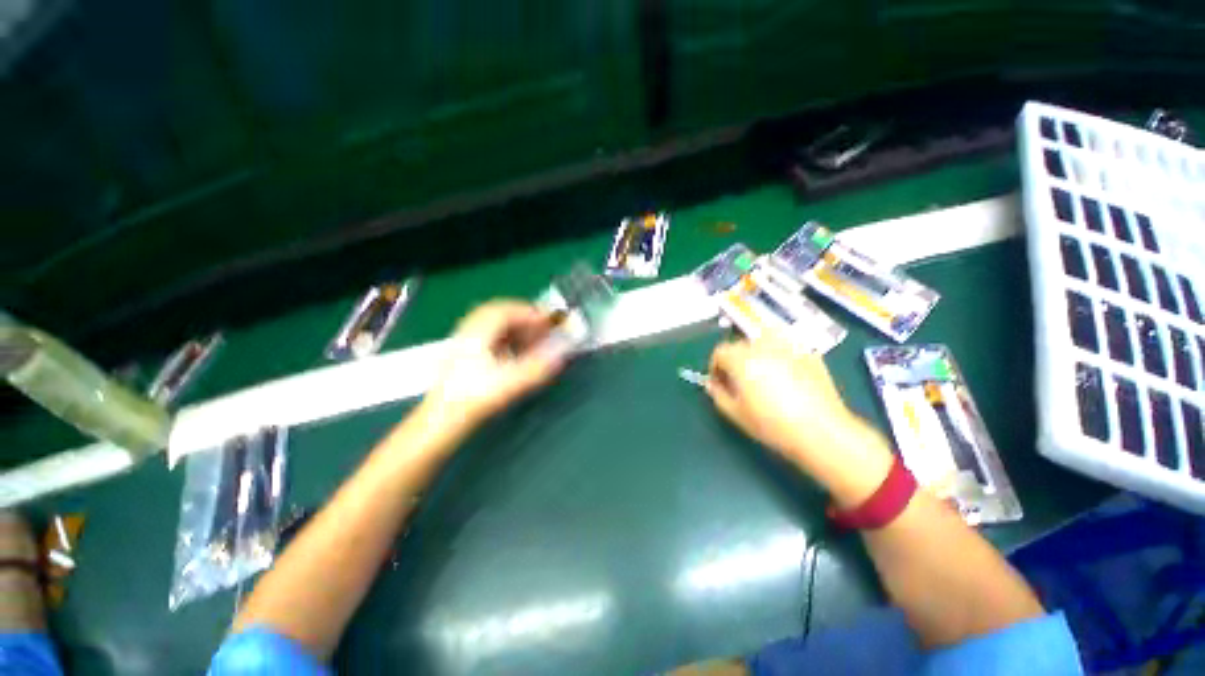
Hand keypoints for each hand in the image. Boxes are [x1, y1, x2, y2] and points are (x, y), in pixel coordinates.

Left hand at [421, 300, 565, 434]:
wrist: (442, 420)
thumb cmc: (473, 399)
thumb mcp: (509, 383)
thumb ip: (537, 368)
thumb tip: (560, 355)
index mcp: (477, 334)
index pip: (504, 310)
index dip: (529, 312)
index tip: (548, 320)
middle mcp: (468, 333)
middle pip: (498, 314)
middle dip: (523, 318)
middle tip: (543, 327)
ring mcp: (464, 343)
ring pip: (493, 325)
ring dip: (515, 328)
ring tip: (533, 338)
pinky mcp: (464, 355)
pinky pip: (488, 337)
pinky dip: (506, 338)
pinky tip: (516, 351)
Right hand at [705, 336, 893, 501]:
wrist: (821, 431)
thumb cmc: (772, 424)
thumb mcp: (736, 413)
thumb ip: (717, 394)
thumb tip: (711, 383)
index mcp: (741, 359)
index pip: (719, 352)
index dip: (715, 367)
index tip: (720, 383)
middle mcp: (762, 346)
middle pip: (740, 344)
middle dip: (735, 360)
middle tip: (741, 381)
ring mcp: (788, 347)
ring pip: (764, 339)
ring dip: (757, 352)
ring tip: (763, 372)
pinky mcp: (809, 353)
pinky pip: (787, 347)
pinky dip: (781, 355)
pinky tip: (788, 376)